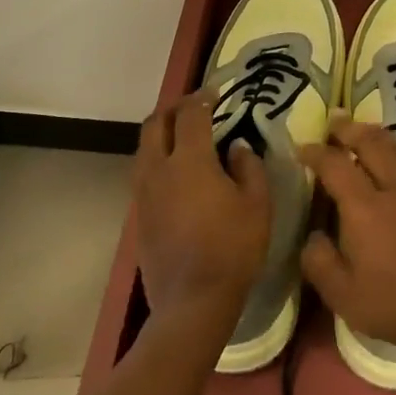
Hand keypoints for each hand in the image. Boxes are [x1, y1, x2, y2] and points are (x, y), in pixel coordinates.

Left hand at [133, 92, 270, 319]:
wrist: (192, 301)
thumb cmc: (233, 249)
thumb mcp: (257, 205)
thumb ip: (248, 167)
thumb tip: (236, 146)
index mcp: (189, 160)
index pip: (190, 114)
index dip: (202, 98)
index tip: (216, 93)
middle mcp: (158, 169)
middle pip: (156, 123)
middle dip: (174, 108)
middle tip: (194, 107)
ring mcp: (143, 193)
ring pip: (144, 147)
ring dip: (161, 133)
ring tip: (183, 136)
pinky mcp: (137, 215)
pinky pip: (143, 172)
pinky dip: (157, 158)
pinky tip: (176, 172)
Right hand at [297, 114, 395, 361]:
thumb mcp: (343, 296)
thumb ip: (319, 261)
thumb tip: (312, 236)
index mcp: (365, 209)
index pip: (336, 166)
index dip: (316, 153)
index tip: (303, 149)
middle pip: (372, 144)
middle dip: (350, 129)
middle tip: (335, 122)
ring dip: (383, 135)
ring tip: (369, 130)